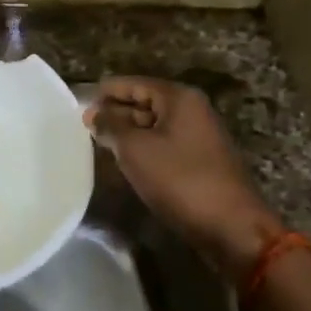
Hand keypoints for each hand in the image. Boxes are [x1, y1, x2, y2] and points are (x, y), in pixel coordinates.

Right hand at [86, 77, 277, 284]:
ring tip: (98, 142)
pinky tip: (125, 161)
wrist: (231, 227)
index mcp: (179, 98)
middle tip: (84, 125)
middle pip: (146, 102)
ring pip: (155, 126)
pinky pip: (165, 145)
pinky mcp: (201, 161)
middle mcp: (193, 110)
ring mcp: (200, 136)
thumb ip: (111, 127)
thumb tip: (93, 114)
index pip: (135, 83)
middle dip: (116, 112)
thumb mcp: (136, 150)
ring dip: (129, 132)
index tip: (79, 101)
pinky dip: (144, 149)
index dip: (107, 91)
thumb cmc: (180, 180)